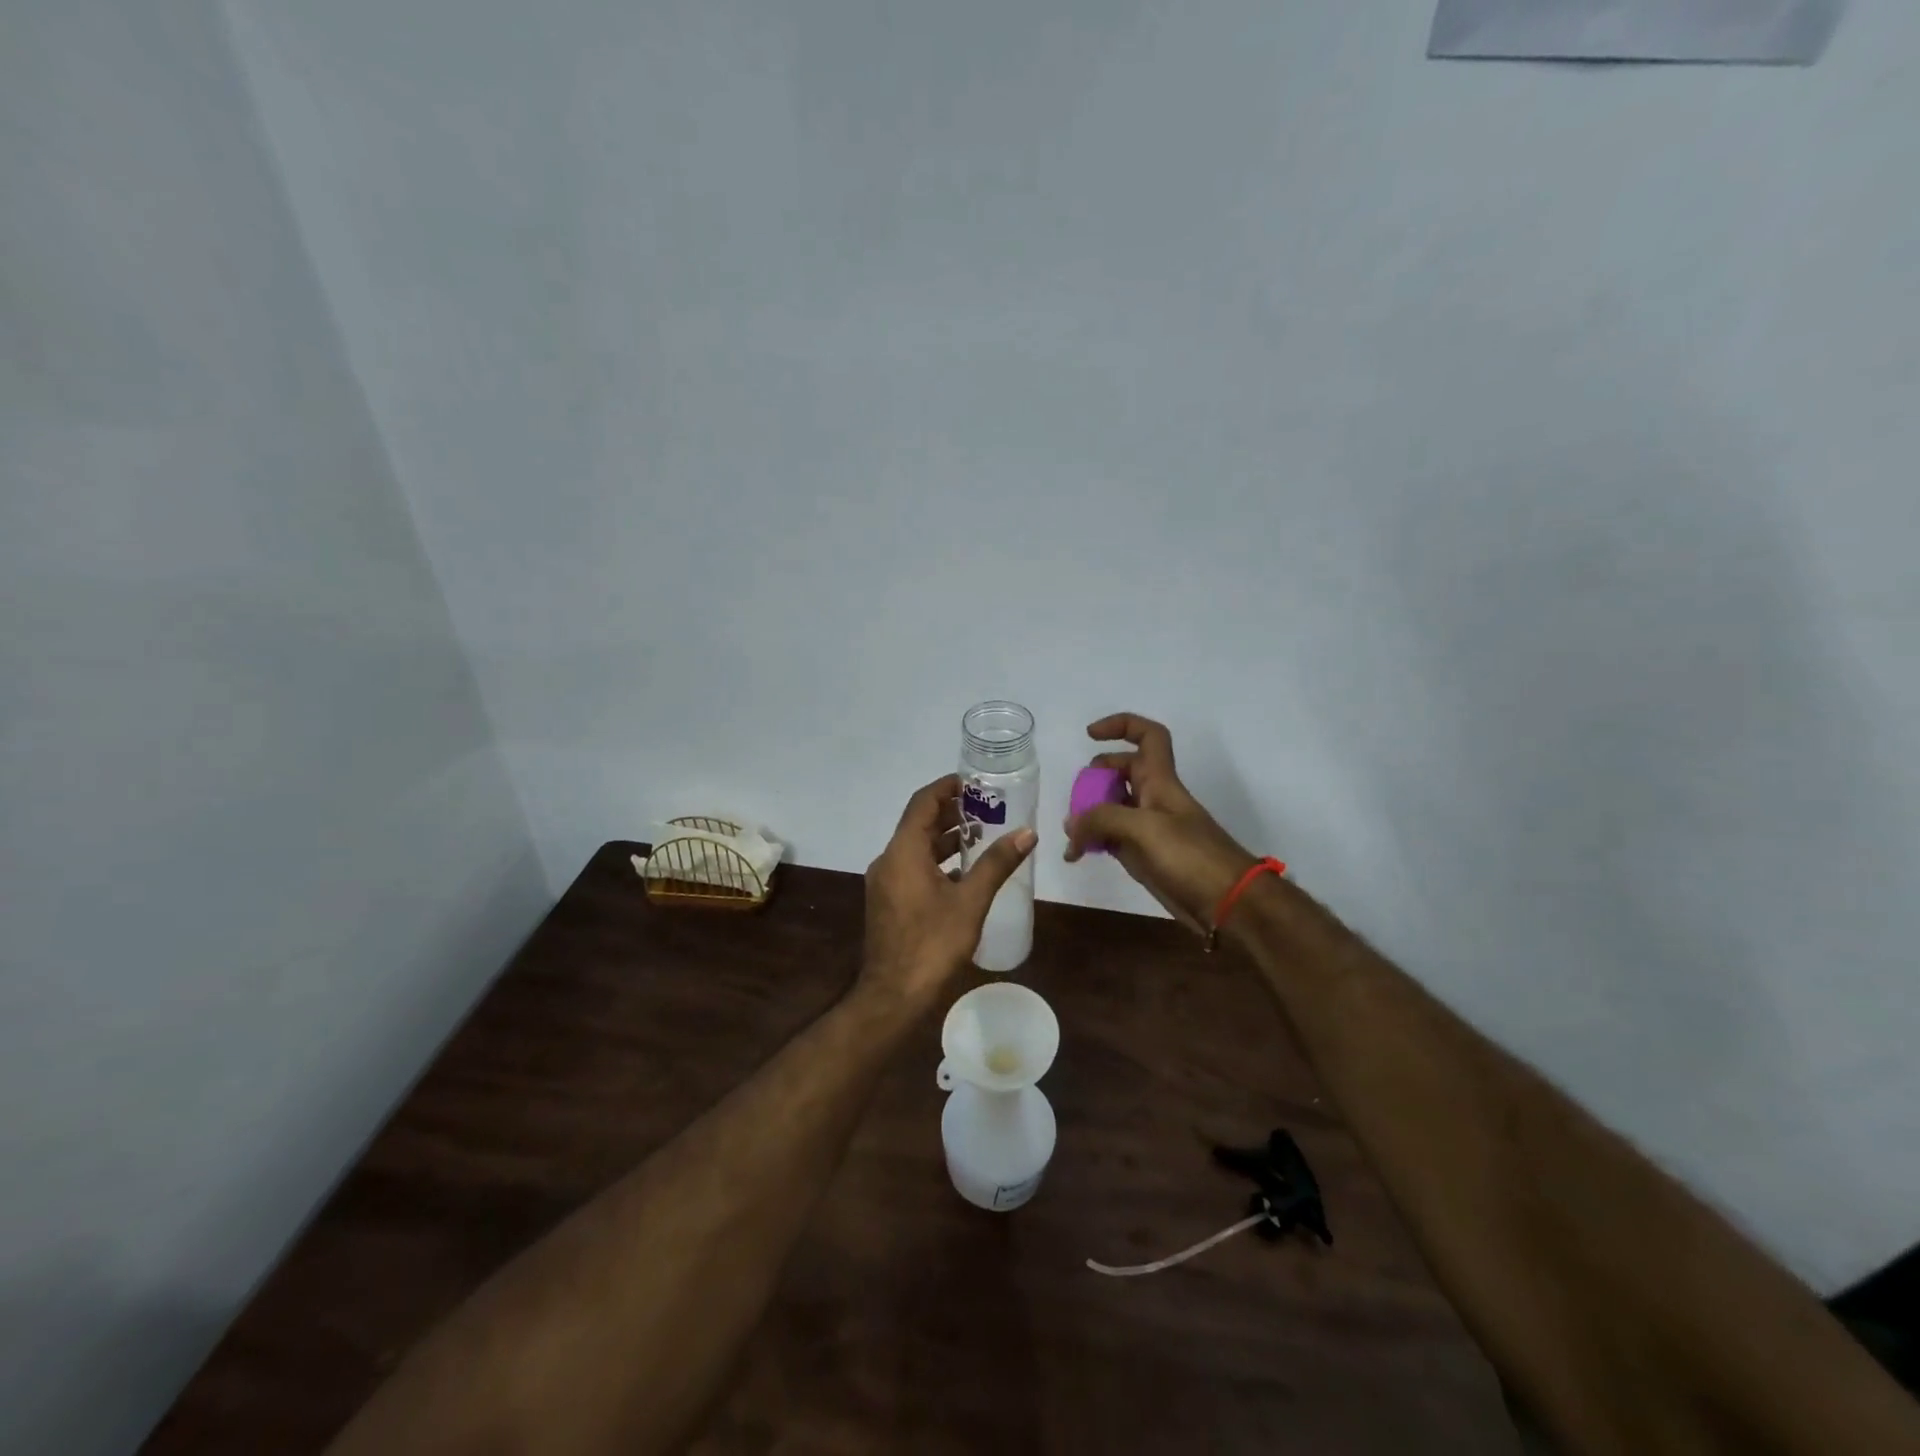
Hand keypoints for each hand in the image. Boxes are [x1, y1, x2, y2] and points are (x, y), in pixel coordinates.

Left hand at [863, 774, 1036, 1006]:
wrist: (894, 995)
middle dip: (952, 813)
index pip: (923, 802)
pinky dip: (936, 862)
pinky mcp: (888, 901)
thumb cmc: (932, 944)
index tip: (975, 782)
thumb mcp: (970, 901)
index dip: (947, 787)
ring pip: (916, 847)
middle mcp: (889, 859)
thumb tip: (1026, 832)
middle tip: (988, 808)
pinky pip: (912, 868)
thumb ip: (997, 863)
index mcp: (903, 851)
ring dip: (945, 839)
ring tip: (982, 836)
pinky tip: (963, 873)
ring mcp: (885, 882)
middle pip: (920, 823)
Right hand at [1063, 713, 1257, 930]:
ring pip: (1111, 806)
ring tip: (1071, 834)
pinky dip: (1092, 841)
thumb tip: (1071, 824)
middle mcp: (1153, 798)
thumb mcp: (1144, 828)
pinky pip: (1111, 837)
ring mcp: (1148, 828)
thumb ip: (1103, 819)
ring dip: (1088, 814)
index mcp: (1160, 781)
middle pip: (1120, 771)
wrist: (1226, 903)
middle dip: (1094, 778)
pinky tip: (1076, 855)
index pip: (1147, 735)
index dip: (1121, 725)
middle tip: (1077, 799)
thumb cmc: (1191, 856)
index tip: (1090, 735)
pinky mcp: (1143, 855)